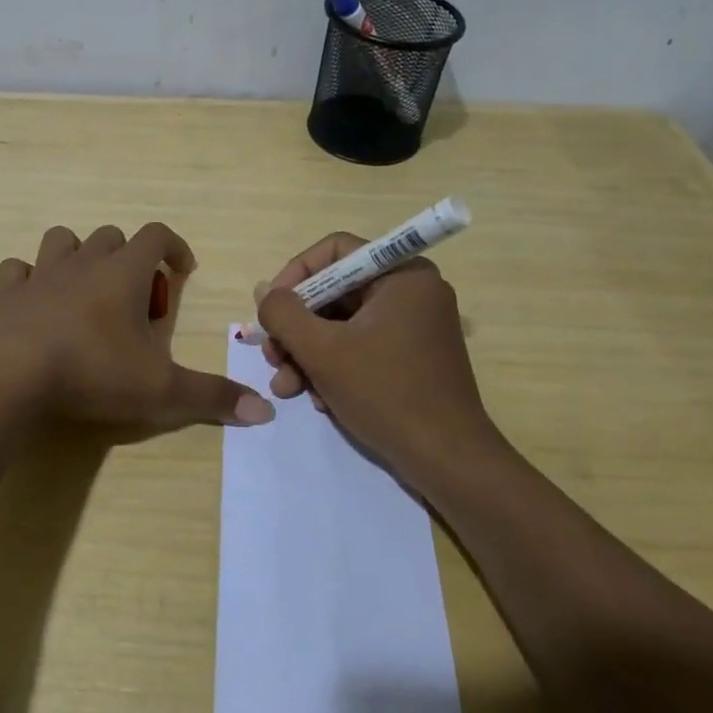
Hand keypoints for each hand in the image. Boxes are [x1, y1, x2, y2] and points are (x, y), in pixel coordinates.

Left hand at [0, 222, 275, 429]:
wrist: (15, 374)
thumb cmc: (95, 372)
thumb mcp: (163, 390)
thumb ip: (213, 398)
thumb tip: (265, 412)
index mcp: (125, 272)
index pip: (157, 235)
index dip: (174, 247)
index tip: (183, 271)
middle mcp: (85, 262)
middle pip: (112, 236)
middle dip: (129, 259)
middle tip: (135, 302)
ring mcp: (42, 274)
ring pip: (63, 240)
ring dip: (78, 256)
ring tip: (86, 293)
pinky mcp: (8, 294)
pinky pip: (17, 270)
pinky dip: (29, 279)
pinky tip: (36, 304)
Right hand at [254, 233, 498, 480]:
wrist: (447, 461)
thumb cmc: (386, 393)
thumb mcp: (322, 351)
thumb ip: (284, 314)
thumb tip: (264, 290)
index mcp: (402, 274)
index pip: (335, 251)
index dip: (295, 275)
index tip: (271, 309)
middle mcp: (412, 291)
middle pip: (336, 291)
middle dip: (297, 327)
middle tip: (272, 356)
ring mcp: (415, 325)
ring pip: (343, 323)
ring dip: (309, 353)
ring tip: (287, 387)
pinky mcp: (413, 356)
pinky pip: (362, 345)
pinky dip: (335, 366)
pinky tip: (318, 399)